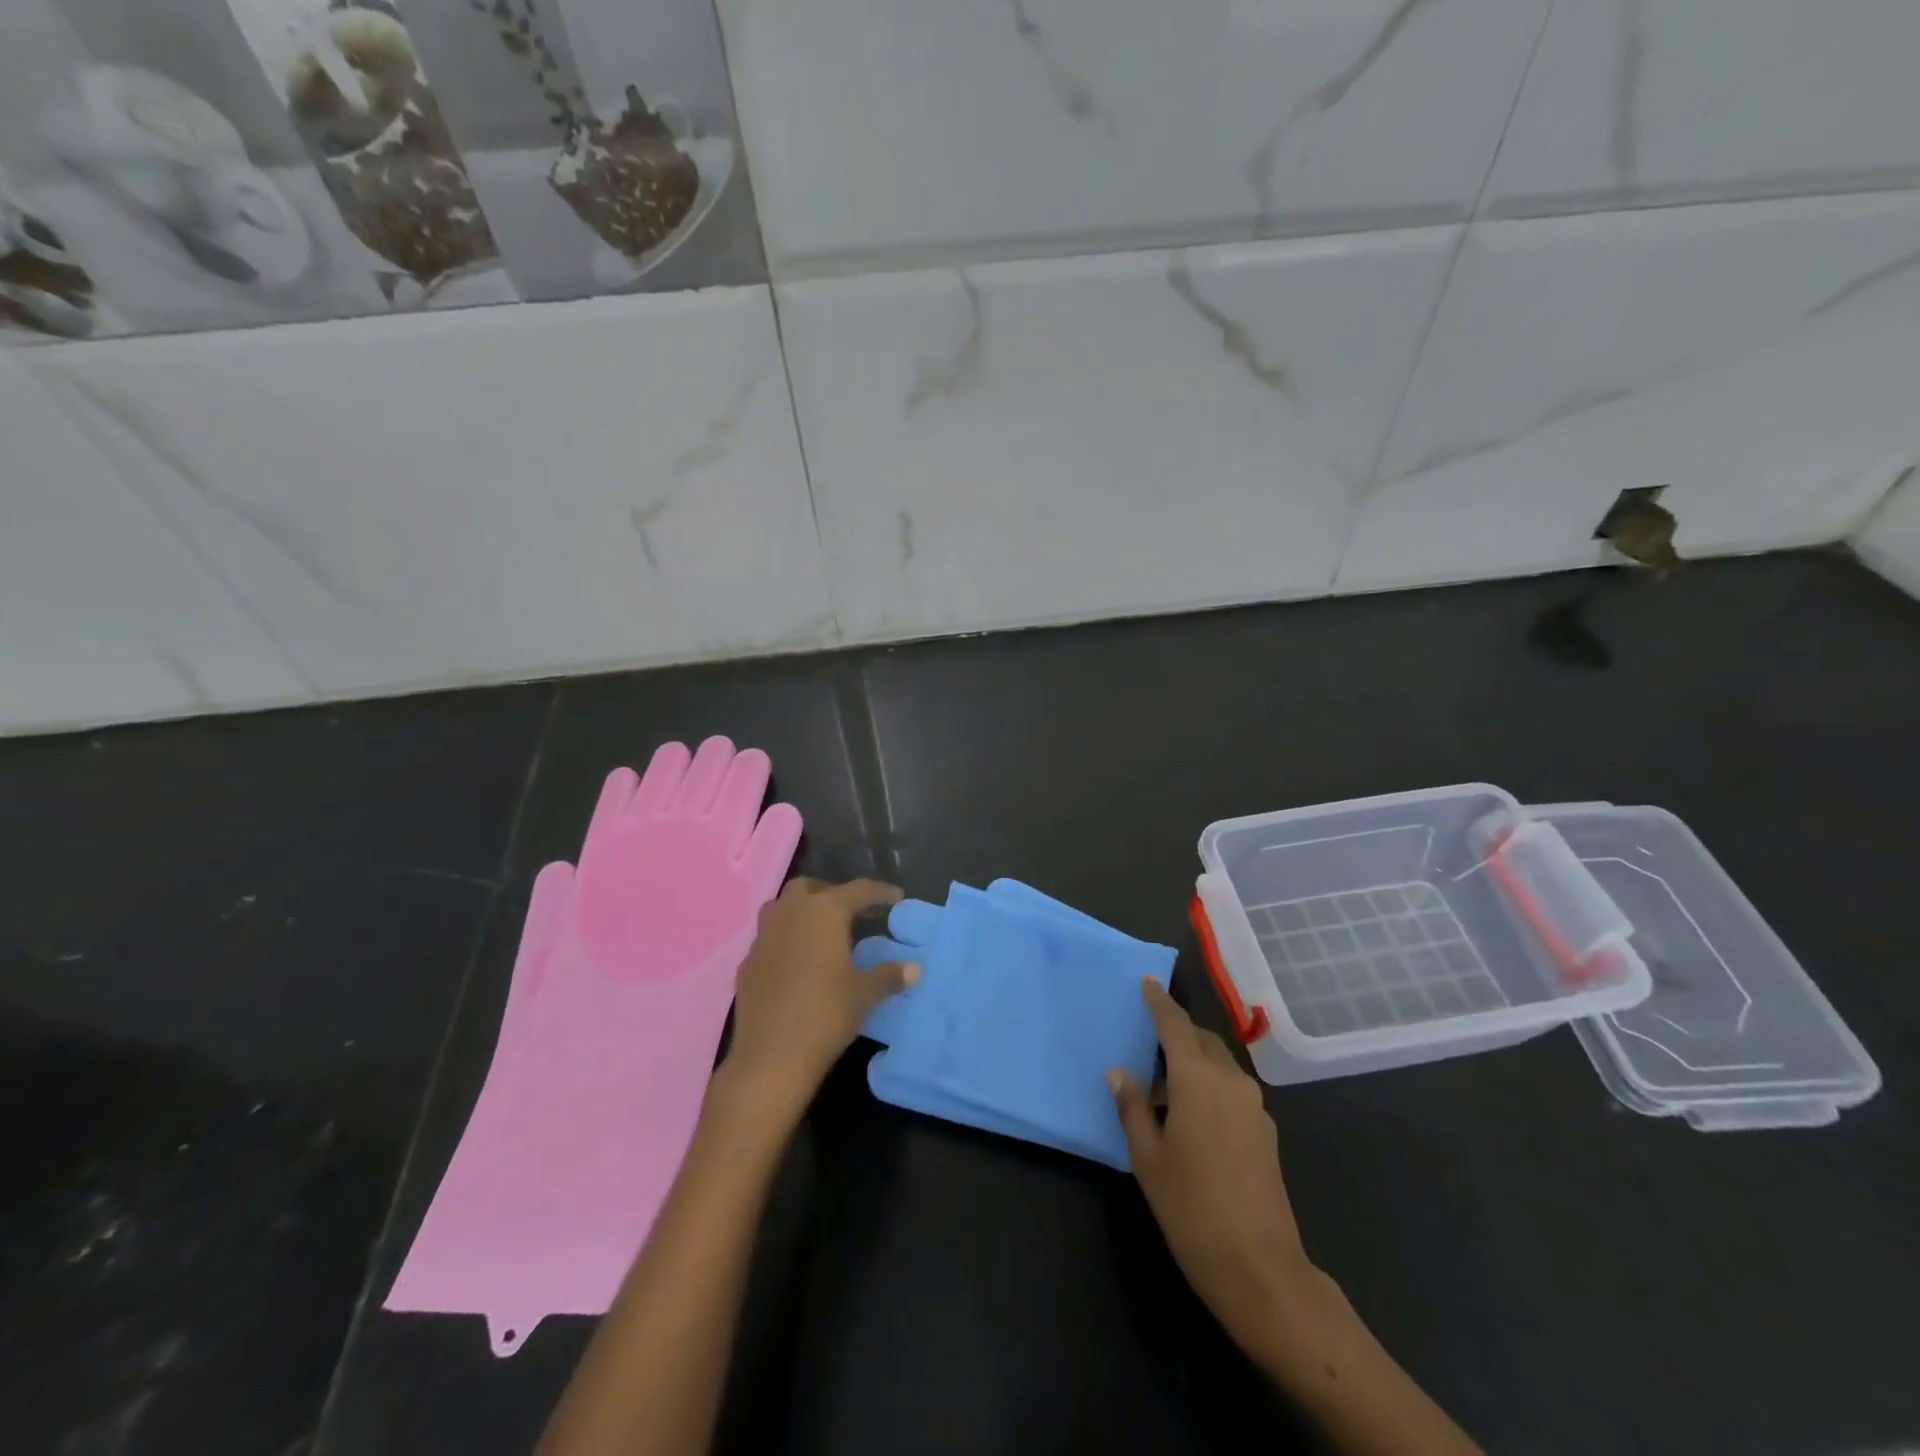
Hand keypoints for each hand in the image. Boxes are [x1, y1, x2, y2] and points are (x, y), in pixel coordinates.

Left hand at [719, 877, 918, 1118]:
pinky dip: (785, 941)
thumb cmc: (826, 1014)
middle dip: (831, 894)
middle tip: (852, 913)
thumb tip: (915, 969)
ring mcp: (763, 937)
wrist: (771, 1056)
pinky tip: (797, 964)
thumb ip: (889, 975)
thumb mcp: (865, 994)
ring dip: (802, 912)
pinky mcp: (747, 963)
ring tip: (822, 933)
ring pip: (782, 908)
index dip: (879, 892)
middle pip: (810, 888)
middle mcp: (790, 913)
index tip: (895, 897)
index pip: (857, 890)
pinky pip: (769, 939)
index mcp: (824, 912)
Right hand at [1110, 980, 1316, 1363]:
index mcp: (1198, 1079)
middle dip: (1178, 1031)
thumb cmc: (1191, 1208)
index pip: (1175, 1025)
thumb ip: (1133, 1108)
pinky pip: (1232, 1089)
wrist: (1261, 1269)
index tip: (1148, 981)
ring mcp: (1254, 1107)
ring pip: (1220, 1064)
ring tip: (1165, 1081)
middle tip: (1149, 1034)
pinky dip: (1209, 1085)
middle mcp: (1230, 1081)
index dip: (1160, 1002)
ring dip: (1194, 1060)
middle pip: (1202, 1040)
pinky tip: (1191, 1114)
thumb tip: (1119, 1073)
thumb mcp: (1148, 1158)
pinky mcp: (1266, 1132)